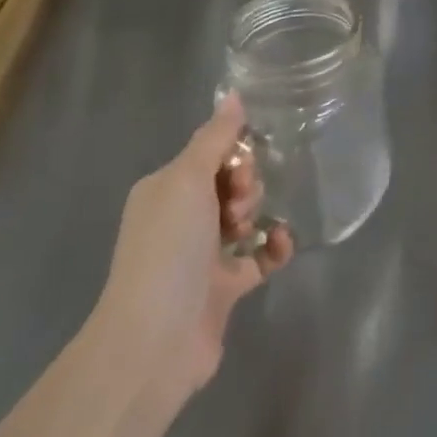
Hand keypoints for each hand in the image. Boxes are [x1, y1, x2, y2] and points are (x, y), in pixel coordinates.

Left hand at [86, 93, 292, 409]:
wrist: (154, 342)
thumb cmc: (168, 248)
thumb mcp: (188, 179)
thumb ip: (215, 137)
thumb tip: (234, 95)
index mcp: (166, 190)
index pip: (211, 154)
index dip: (234, 154)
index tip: (239, 168)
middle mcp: (181, 219)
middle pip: (231, 182)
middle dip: (247, 184)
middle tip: (239, 206)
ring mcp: (202, 256)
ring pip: (246, 216)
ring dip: (258, 212)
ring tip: (250, 231)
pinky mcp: (225, 287)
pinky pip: (260, 255)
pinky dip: (274, 246)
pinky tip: (281, 244)